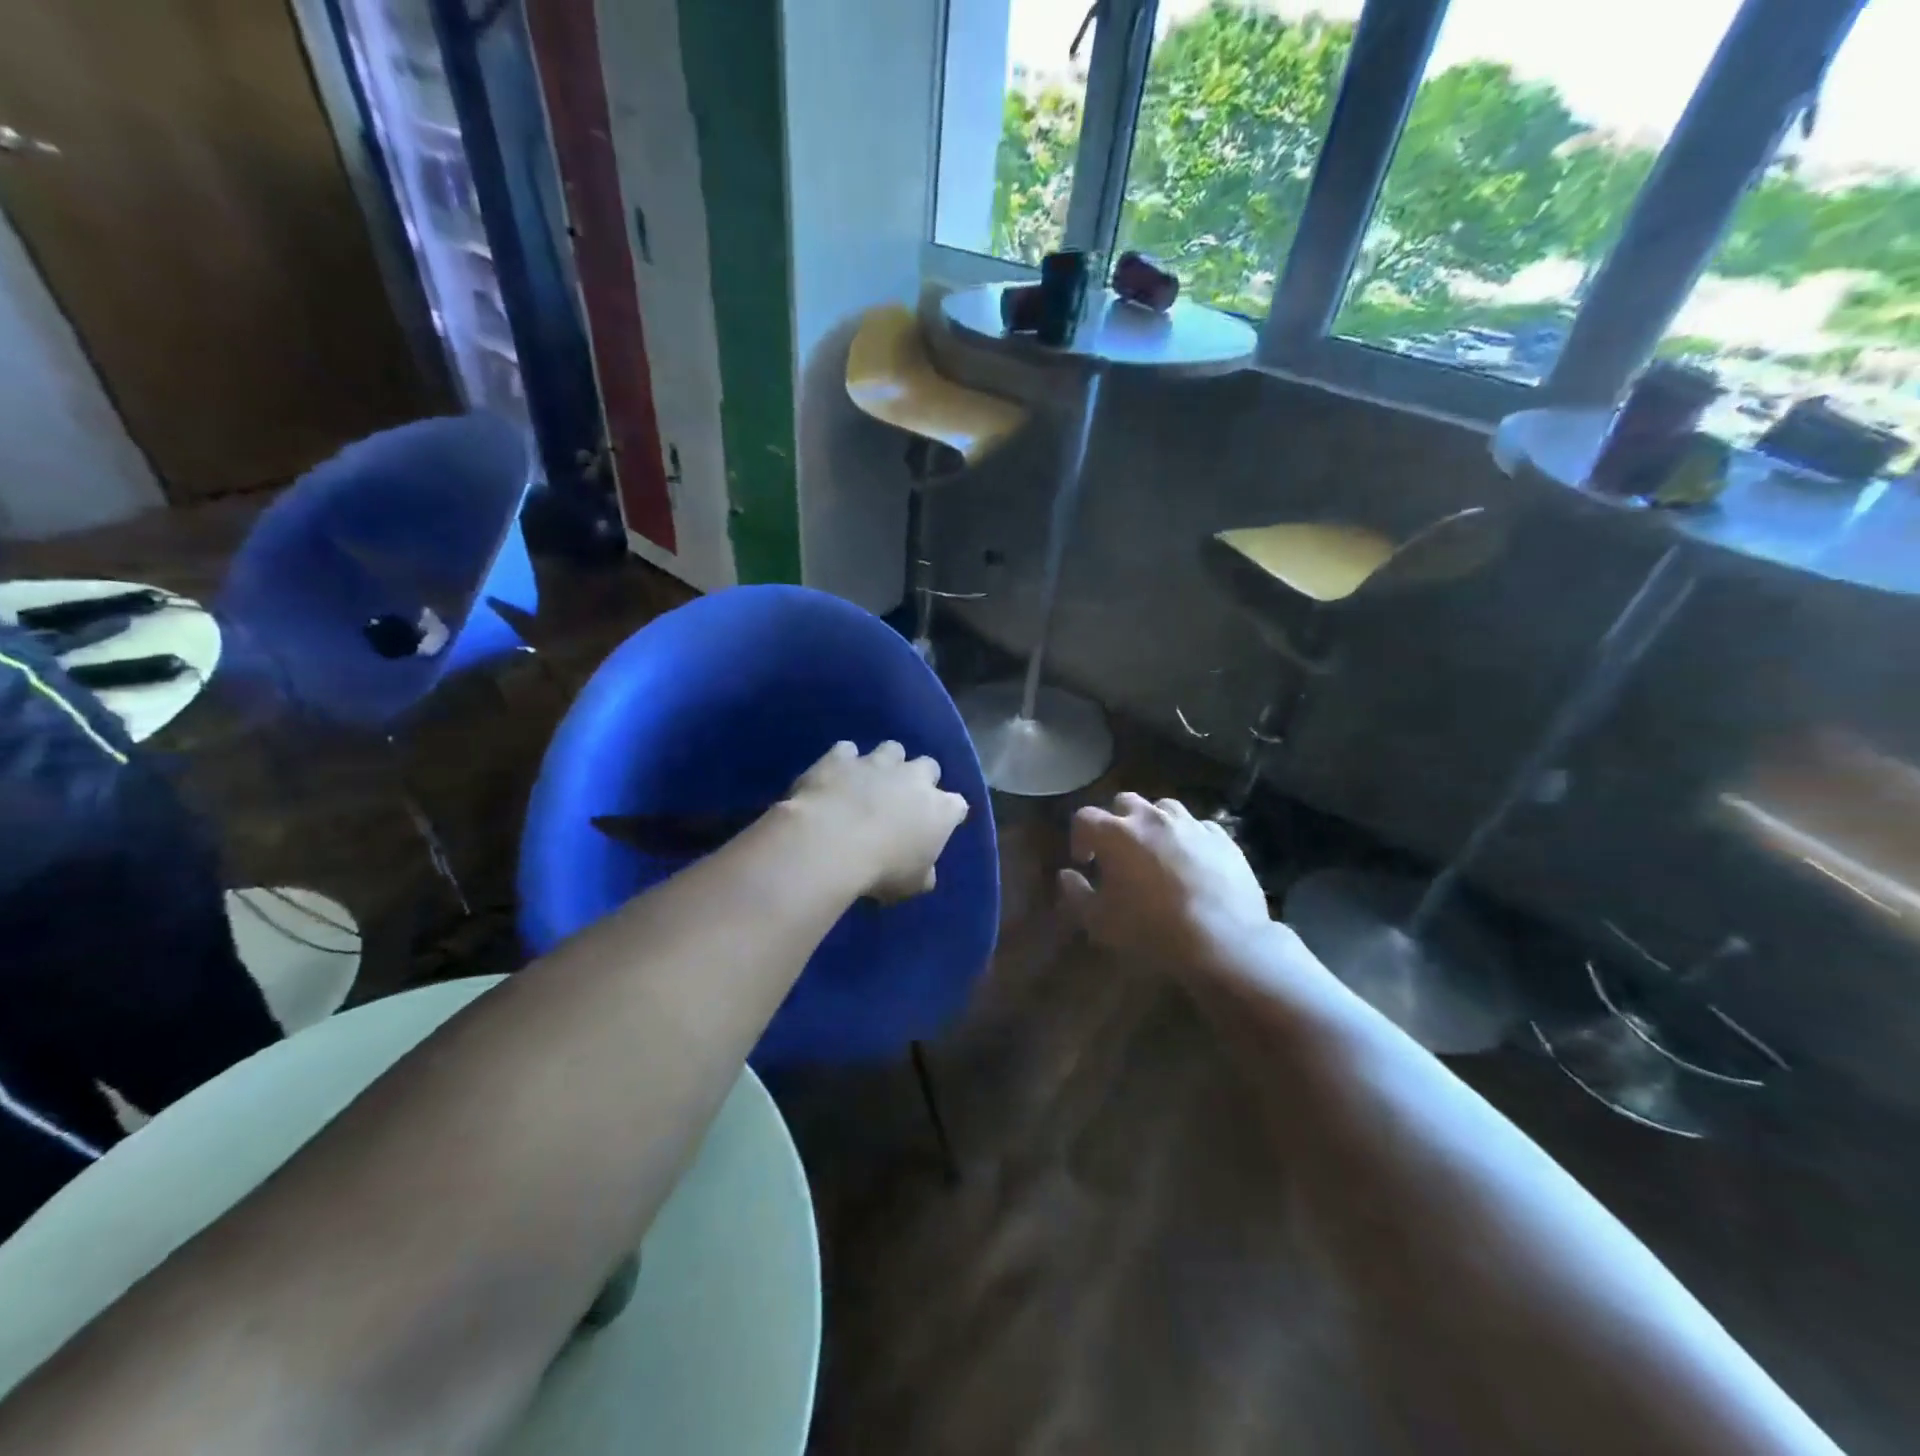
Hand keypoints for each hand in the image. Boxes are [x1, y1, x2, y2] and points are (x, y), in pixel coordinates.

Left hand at [786, 741, 968, 901]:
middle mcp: (914, 777)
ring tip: (871, 781)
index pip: (958, 806)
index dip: (949, 815)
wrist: (830, 843)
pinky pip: (847, 751)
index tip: (937, 827)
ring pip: (892, 749)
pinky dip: (844, 762)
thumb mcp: (911, 885)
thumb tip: (925, 873)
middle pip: (929, 766)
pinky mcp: (841, 758)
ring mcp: (877, 763)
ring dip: (886, 763)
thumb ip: (923, 873)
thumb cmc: (881, 869)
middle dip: (920, 778)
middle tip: (905, 799)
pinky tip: (836, 776)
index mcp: (940, 810)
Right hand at [1059, 793, 1277, 974]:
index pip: (1084, 817)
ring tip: (1157, 852)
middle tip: (1119, 853)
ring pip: (1163, 808)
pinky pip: (1198, 827)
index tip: (1085, 862)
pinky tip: (1192, 863)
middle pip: (1124, 802)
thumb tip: (1066, 875)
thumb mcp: (1099, 922)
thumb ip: (1075, 894)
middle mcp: (1151, 818)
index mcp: (1116, 833)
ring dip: (1153, 824)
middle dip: (1116, 822)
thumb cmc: (1151, 930)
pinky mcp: (1222, 837)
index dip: (1079, 837)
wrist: (1222, 942)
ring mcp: (1190, 823)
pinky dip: (1188, 838)